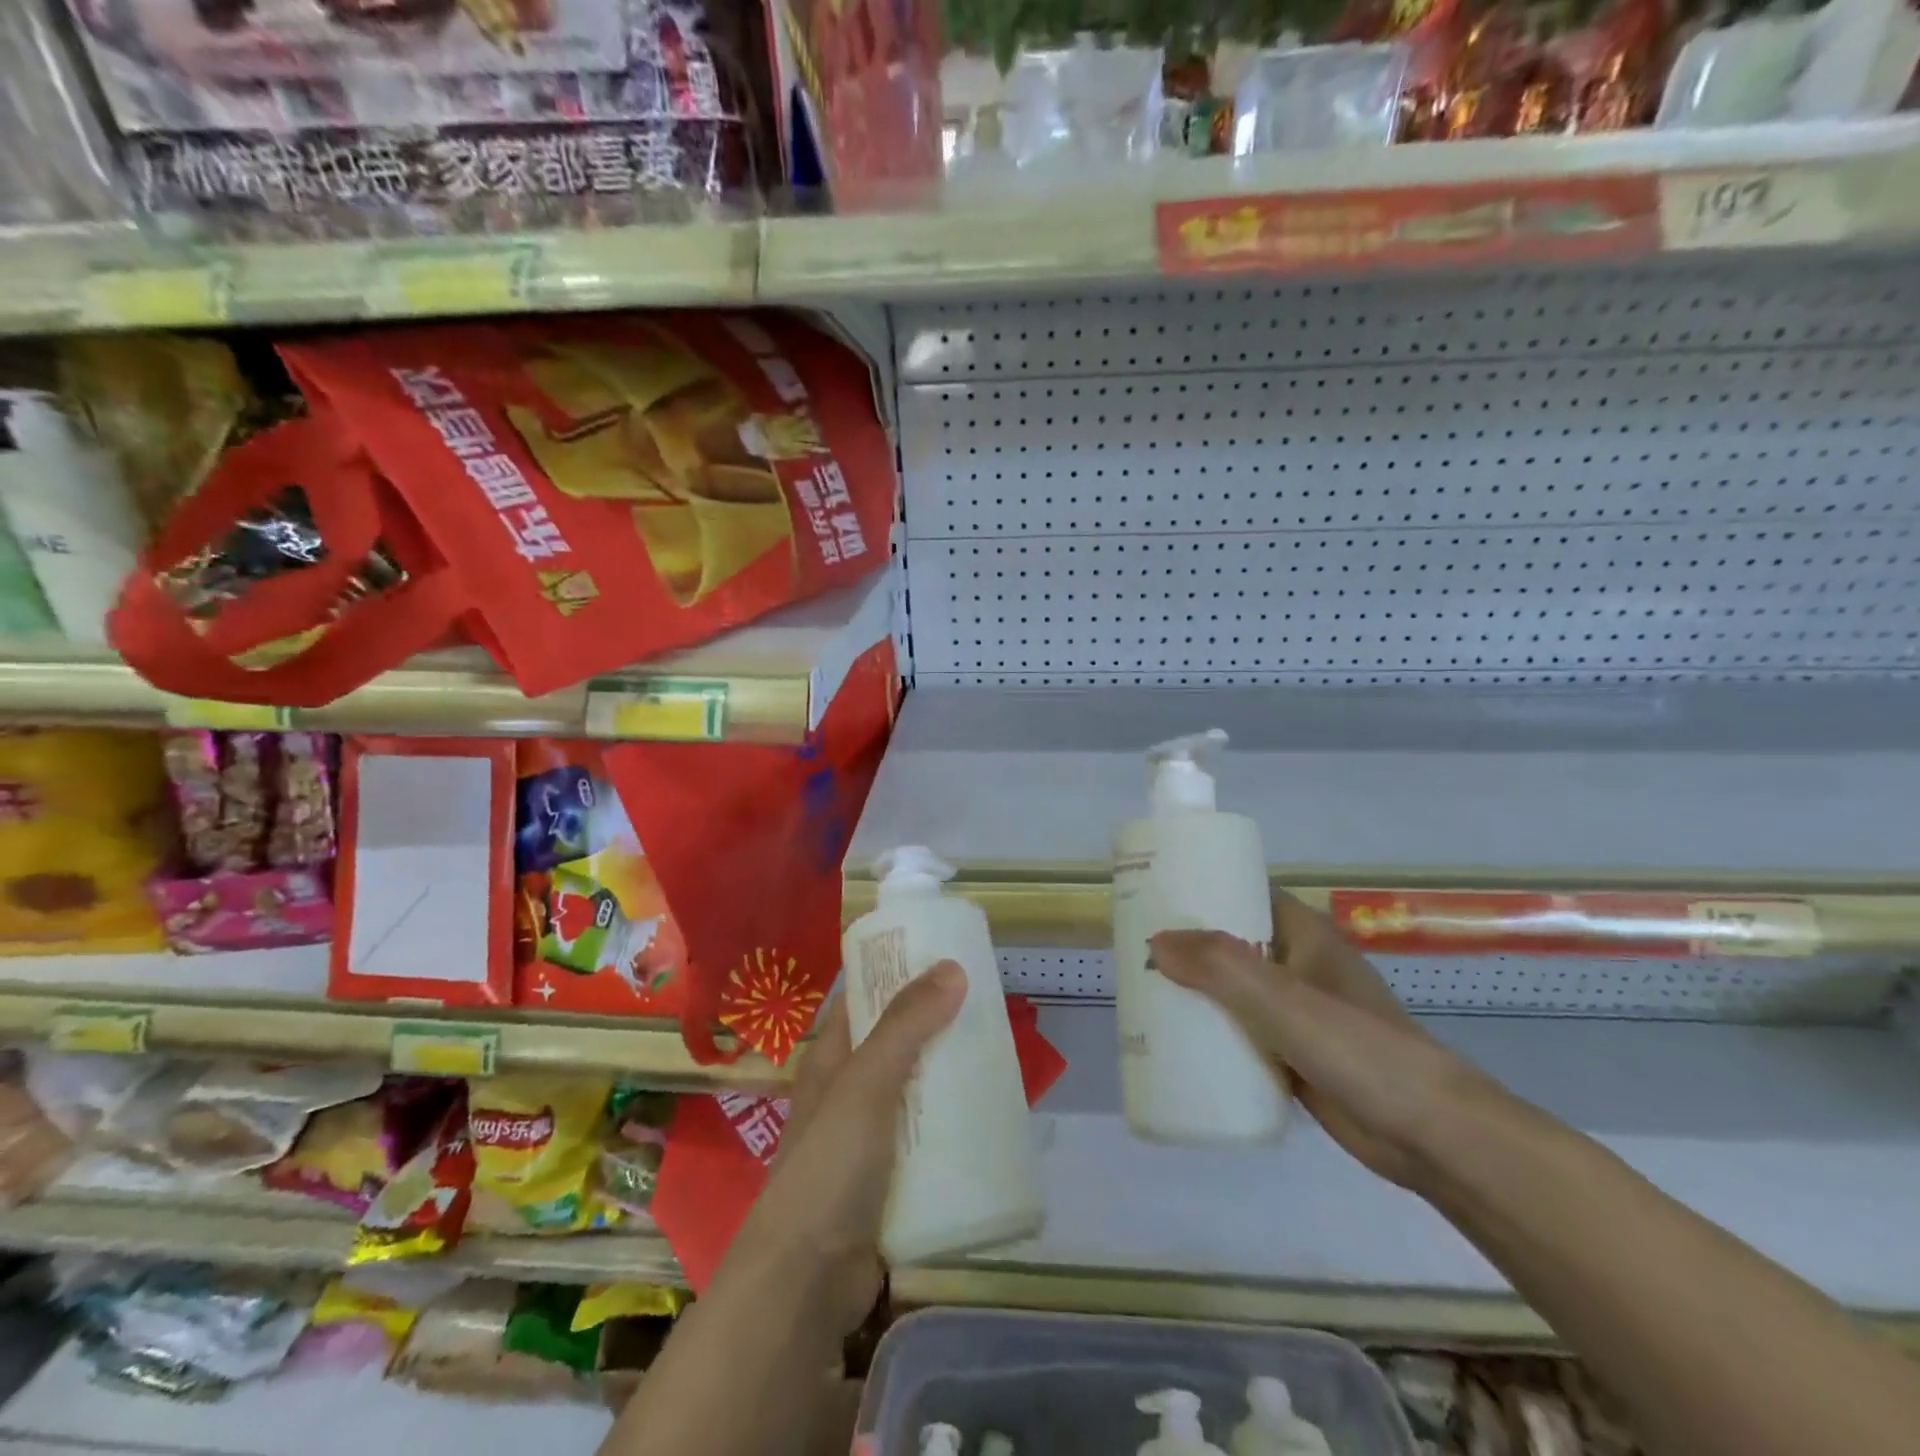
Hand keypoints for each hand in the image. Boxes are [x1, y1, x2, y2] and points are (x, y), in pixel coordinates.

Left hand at [728, 962, 964, 1335]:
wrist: (805, 1283)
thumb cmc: (827, 1167)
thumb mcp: (865, 1084)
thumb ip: (906, 1026)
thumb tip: (951, 965)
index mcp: (832, 1058)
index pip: (865, 996)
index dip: (899, 972)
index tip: (947, 955)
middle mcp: (847, 1091)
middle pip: (897, 1042)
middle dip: (938, 1024)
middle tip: (988, 1005)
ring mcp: (868, 1139)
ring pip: (916, 1092)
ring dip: (949, 1076)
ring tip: (998, 1055)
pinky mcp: (888, 1181)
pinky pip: (926, 1140)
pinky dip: (952, 1127)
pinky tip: (988, 1120)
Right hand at [1151, 893, 1493, 1188]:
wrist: (1431, 1135)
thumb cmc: (1358, 1048)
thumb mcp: (1283, 999)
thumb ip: (1220, 966)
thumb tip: (1155, 941)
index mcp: (1303, 934)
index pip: (1245, 891)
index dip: (1202, 888)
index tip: (1155, 894)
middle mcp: (1299, 965)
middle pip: (1233, 942)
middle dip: (1188, 944)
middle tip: (1135, 949)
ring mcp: (1299, 1013)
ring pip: (1235, 990)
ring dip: (1197, 991)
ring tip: (1145, 992)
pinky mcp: (1296, 1056)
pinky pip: (1243, 1033)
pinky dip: (1214, 1033)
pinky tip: (1178, 1042)